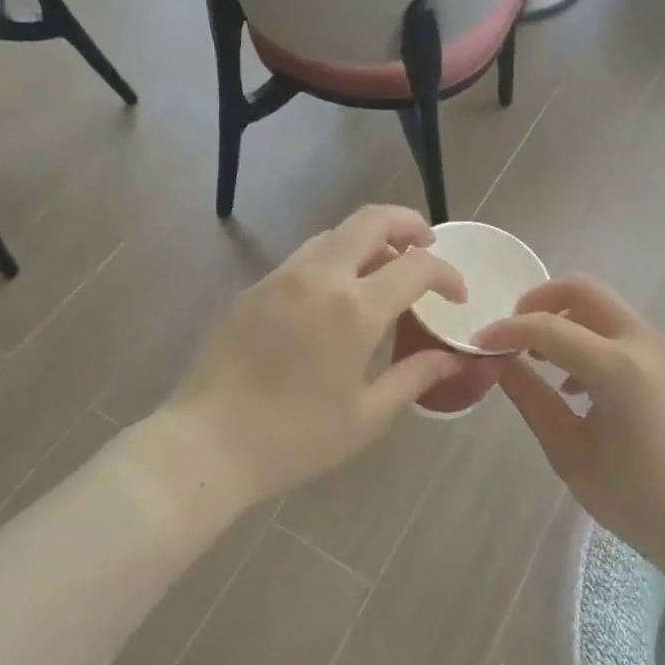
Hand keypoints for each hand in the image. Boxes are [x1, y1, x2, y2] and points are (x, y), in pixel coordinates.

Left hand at [168, 205, 477, 507]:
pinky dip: (334, 260)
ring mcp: (281, 277)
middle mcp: (319, 277)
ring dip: (368, 240)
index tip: (456, 295)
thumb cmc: (295, 437)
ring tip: (384, 269)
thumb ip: (414, 377)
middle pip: (371, 220)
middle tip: (426, 245)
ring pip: (334, 234)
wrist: (207, 444)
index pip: (416, 267)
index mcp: (354, 308)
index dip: (446, 274)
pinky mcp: (254, 288)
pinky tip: (335, 296)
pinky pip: (304, 258)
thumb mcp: (366, 416)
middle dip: (408, 223)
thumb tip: (450, 358)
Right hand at [474, 277, 664, 574]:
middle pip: (585, 291)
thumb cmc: (636, 500)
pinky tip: (582, 386)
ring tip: (545, 365)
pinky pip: (628, 333)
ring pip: (608, 310)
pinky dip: (596, 340)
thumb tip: (500, 363)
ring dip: (570, 321)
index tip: (479, 344)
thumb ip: (531, 399)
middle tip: (514, 333)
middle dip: (541, 302)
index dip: (507, 331)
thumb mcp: (569, 453)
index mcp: (619, 366)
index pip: (548, 328)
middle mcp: (647, 343)